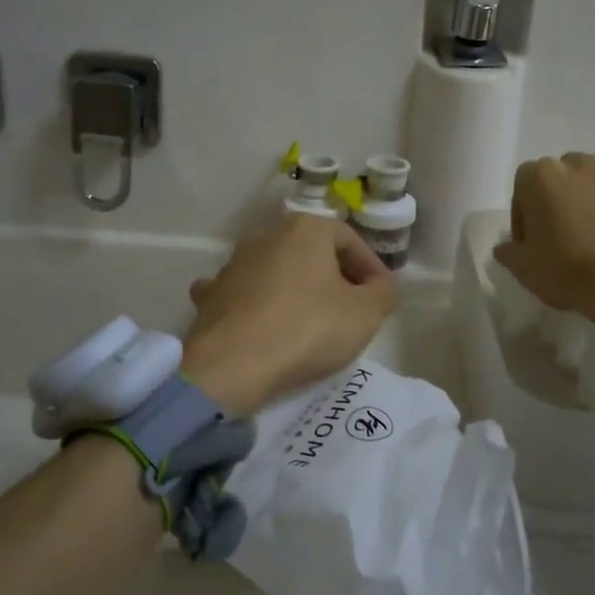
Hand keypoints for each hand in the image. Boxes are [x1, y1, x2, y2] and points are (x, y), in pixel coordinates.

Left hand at [181, 212, 397, 415]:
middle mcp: (266, 235)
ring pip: (275, 269)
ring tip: (309, 320)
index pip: (350, 240)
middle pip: (311, 252)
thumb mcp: (366, 313)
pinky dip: (254, 303)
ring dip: (293, 288)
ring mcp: (233, 264)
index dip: (370, 268)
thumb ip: (383, 291)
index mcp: (306, 229)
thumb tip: (380, 284)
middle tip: (350, 309)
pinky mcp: (211, 294)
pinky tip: (260, 322)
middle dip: (333, 276)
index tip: (380, 296)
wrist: (232, 365)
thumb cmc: (307, 329)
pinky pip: (241, 293)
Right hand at [493, 150, 594, 328]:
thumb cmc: (570, 271)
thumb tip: (506, 246)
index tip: (531, 239)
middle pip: (562, 173)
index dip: (524, 212)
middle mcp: (579, 163)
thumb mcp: (524, 269)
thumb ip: (508, 251)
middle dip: (561, 196)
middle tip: (565, 230)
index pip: (523, 184)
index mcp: (541, 176)